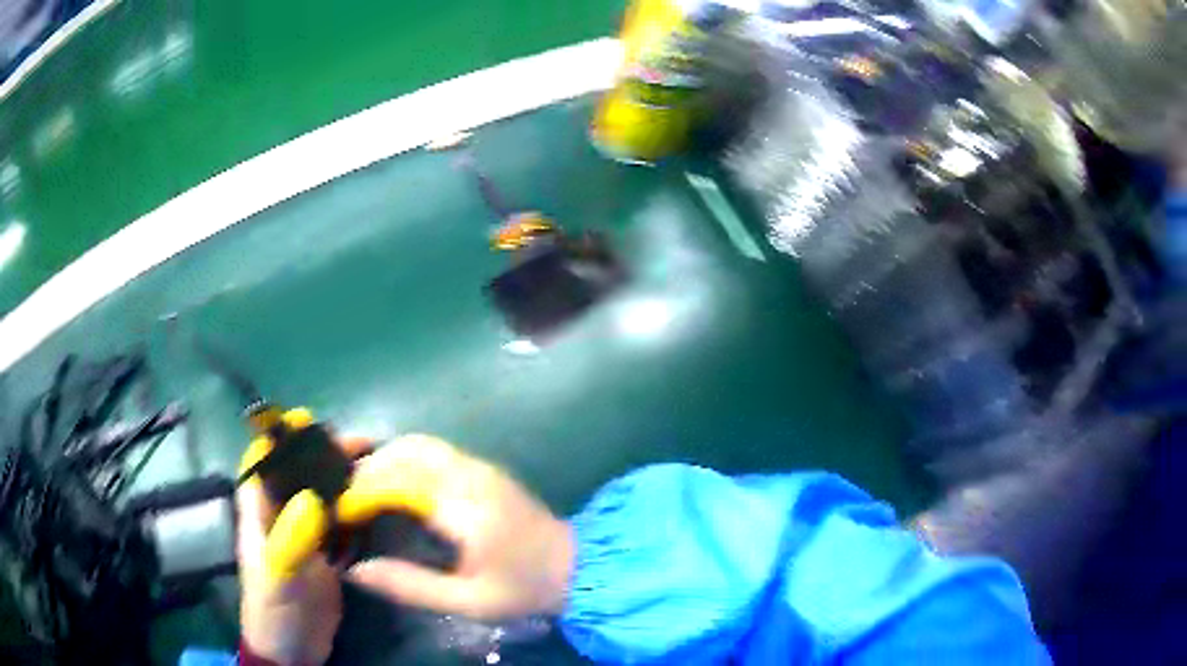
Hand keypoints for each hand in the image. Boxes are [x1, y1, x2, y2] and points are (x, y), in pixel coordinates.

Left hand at [235, 409, 369, 665]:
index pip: (263, 462)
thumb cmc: (275, 608)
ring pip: (323, 497)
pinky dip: (357, 513)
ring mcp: (305, 536)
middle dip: (325, 455)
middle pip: (300, 473)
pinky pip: (342, 525)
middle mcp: (281, 515)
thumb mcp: (279, 574)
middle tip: (364, 445)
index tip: (311, 422)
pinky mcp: (325, 556)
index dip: (282, 437)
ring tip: (379, 468)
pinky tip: (380, 507)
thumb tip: (310, 496)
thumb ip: (290, 537)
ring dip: (345, 481)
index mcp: (260, 512)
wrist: (293, 650)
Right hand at [341, 435, 574, 621]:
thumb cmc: (521, 589)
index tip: (341, 512)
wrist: (577, 567)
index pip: (397, 482)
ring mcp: (480, 467)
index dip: (362, 492)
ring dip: (386, 459)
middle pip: (406, 451)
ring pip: (420, 444)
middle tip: (346, 497)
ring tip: (363, 489)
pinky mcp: (485, 469)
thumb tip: (355, 569)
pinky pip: (435, 450)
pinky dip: (405, 458)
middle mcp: (470, 476)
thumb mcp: (466, 601)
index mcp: (464, 508)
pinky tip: (395, 483)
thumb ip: (409, 585)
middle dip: (369, 468)